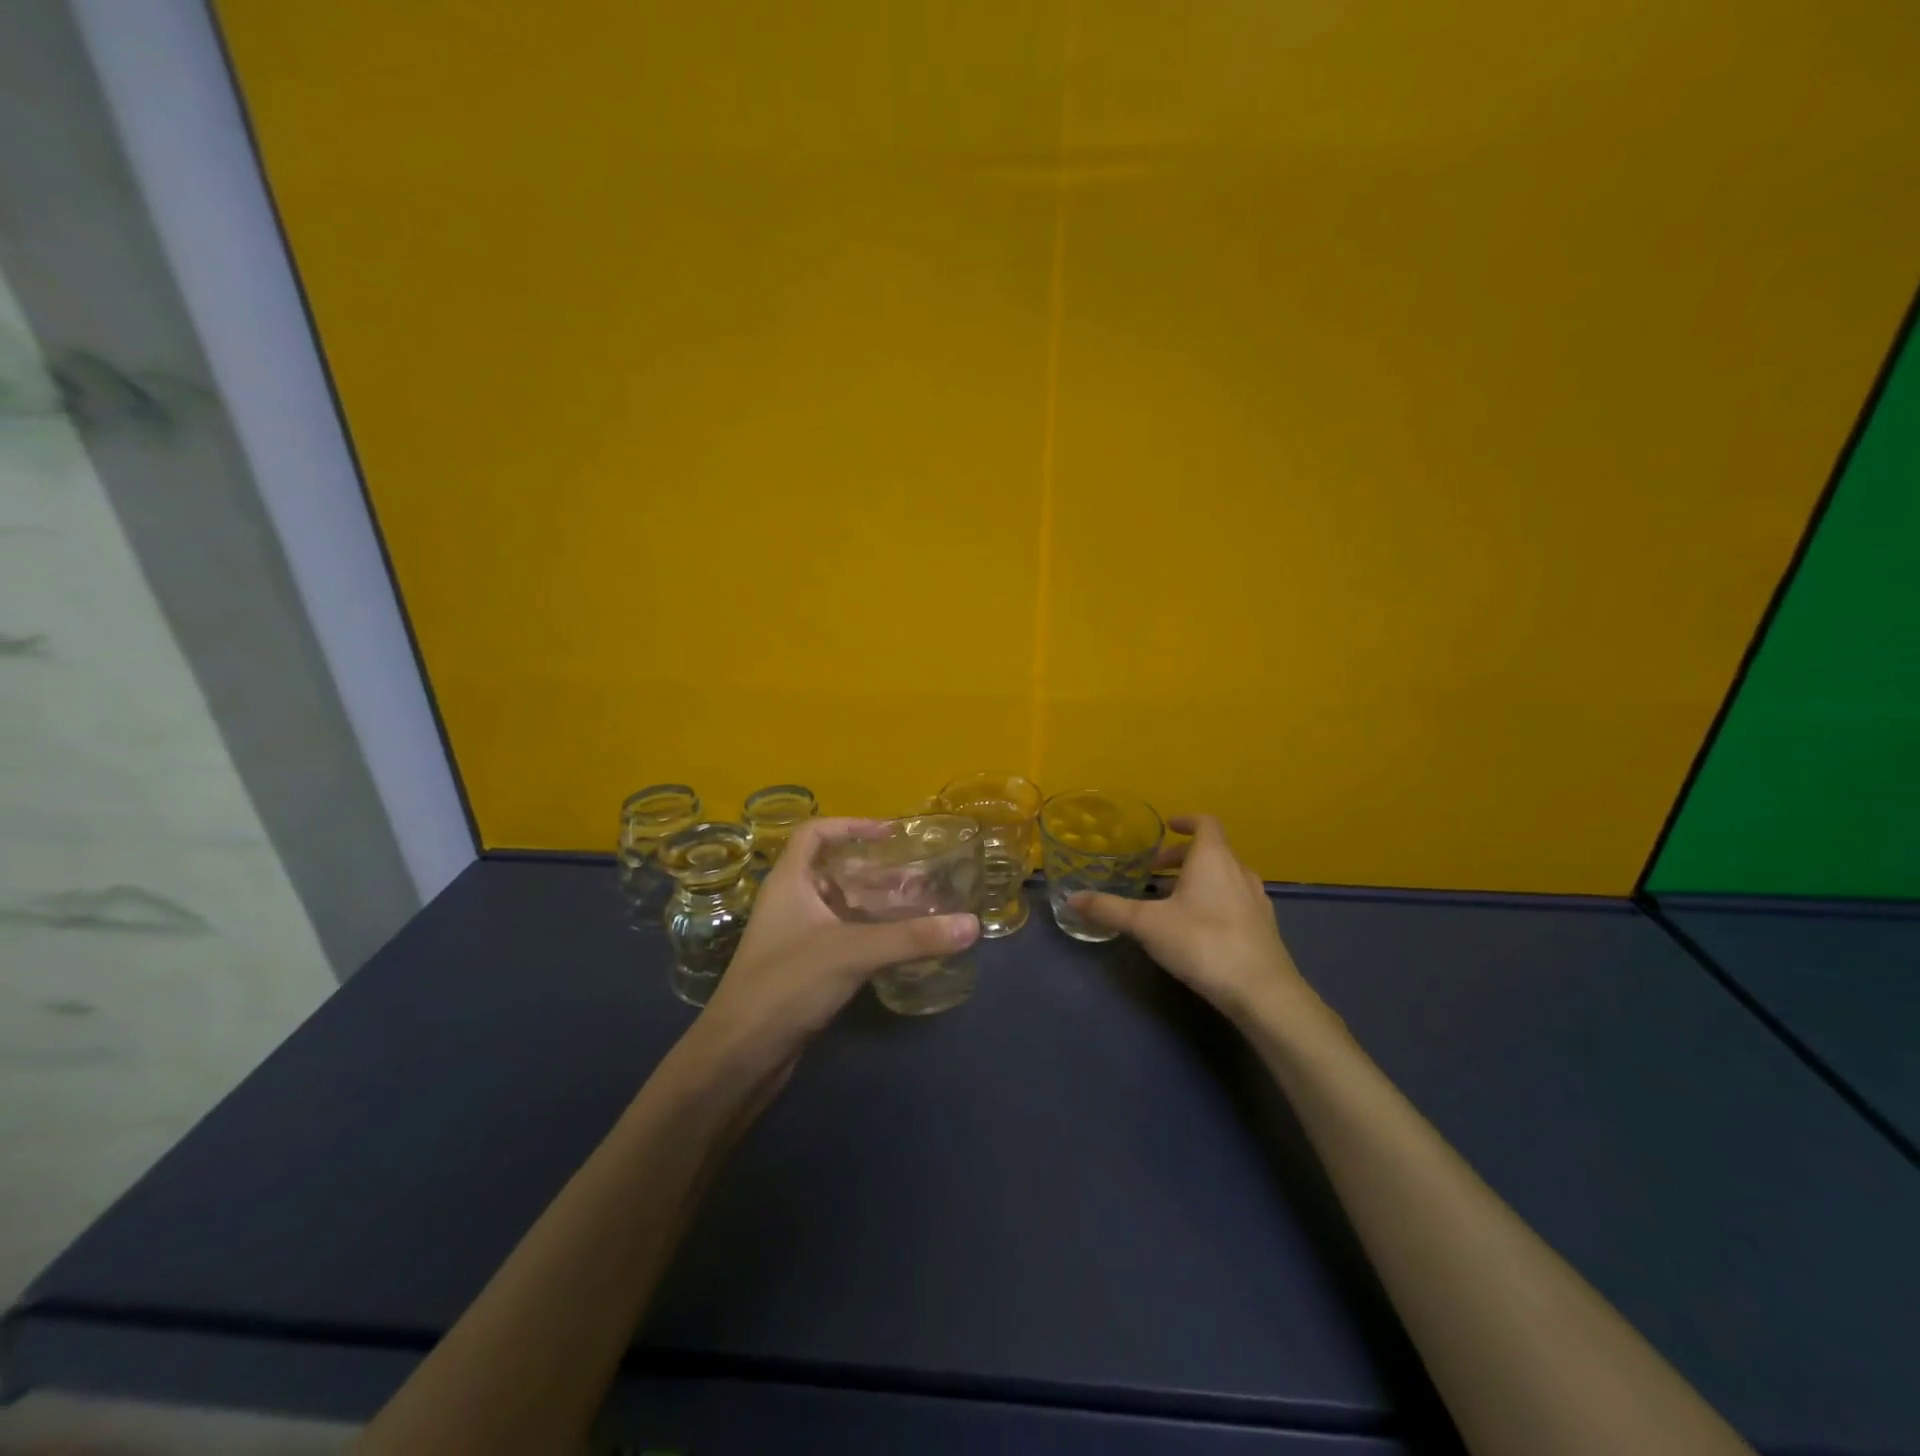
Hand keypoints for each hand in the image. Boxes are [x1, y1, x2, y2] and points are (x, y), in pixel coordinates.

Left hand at [695, 818, 979, 1068]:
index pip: (814, 833)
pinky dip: (874, 934)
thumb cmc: (787, 984)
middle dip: (880, 871)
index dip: (850, 825)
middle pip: (838, 871)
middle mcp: (792, 902)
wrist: (741, 1055)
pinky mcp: (807, 969)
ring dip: (881, 905)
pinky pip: (846, 938)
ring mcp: (798, 938)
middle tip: (923, 876)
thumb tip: (972, 925)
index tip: (890, 834)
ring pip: (844, 907)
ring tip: (925, 906)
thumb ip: (912, 938)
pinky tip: (905, 944)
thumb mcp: (853, 952)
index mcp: (790, 882)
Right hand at [1070, 815, 1307, 1023]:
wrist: (1262, 991)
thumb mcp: (1146, 924)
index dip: (1186, 820)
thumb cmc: (1202, 942)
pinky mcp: (1264, 927)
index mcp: (1213, 859)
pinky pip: (1236, 900)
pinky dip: (1215, 901)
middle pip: (1213, 851)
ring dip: (1199, 880)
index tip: (1168, 827)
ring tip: (1173, 901)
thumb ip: (1109, 909)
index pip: (1205, 823)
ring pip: (1225, 877)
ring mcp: (1257, 900)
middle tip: (1156, 872)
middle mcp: (1239, 871)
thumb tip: (1072, 899)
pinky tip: (1199, 928)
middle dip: (1183, 857)